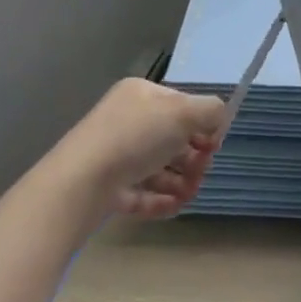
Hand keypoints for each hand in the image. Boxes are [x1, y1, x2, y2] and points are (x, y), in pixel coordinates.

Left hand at [50, 79, 231, 218]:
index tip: (214, 144)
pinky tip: (176, 206)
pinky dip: (162, 199)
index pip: (181, 105)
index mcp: (141, 95)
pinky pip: (143, 192)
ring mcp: (115, 155)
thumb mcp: (183, 113)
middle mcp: (127, 120)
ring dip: (182, 181)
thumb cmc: (135, 137)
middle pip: (172, 138)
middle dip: (194, 156)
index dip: (202, 124)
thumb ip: (211, 110)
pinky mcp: (109, 188)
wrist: (81, 183)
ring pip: (159, 167)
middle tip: (201, 171)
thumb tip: (219, 118)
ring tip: (189, 194)